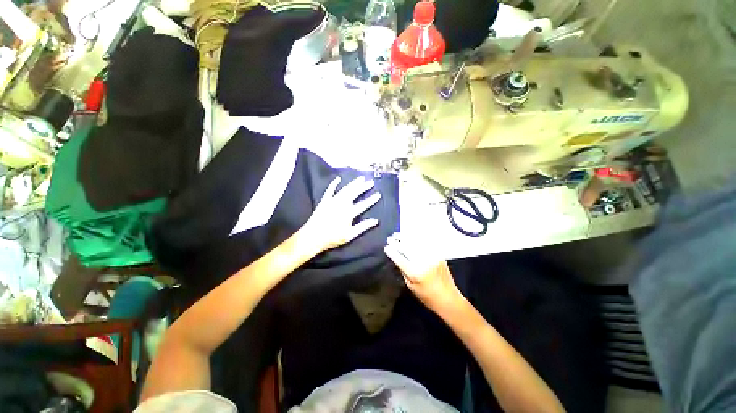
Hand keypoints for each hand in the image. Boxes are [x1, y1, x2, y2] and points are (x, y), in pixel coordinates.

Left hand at [303, 176, 381, 252]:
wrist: (313, 236)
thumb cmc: (333, 237)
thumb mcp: (350, 235)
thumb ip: (363, 227)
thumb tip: (375, 221)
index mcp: (349, 212)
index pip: (363, 205)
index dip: (372, 200)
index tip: (378, 194)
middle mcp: (342, 204)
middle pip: (355, 193)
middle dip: (364, 187)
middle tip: (371, 182)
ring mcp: (333, 201)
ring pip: (345, 189)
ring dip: (353, 183)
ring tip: (360, 178)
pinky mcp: (325, 200)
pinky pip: (330, 190)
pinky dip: (334, 184)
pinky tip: (338, 179)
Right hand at [384, 233, 465, 313]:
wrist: (449, 299)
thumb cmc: (427, 297)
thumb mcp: (411, 287)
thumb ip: (403, 271)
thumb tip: (397, 258)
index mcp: (415, 273)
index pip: (400, 259)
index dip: (392, 252)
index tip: (386, 247)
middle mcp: (423, 262)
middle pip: (407, 248)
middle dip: (397, 242)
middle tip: (390, 238)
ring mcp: (432, 257)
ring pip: (416, 243)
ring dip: (405, 237)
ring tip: (397, 234)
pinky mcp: (438, 254)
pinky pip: (425, 243)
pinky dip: (416, 238)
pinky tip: (410, 236)